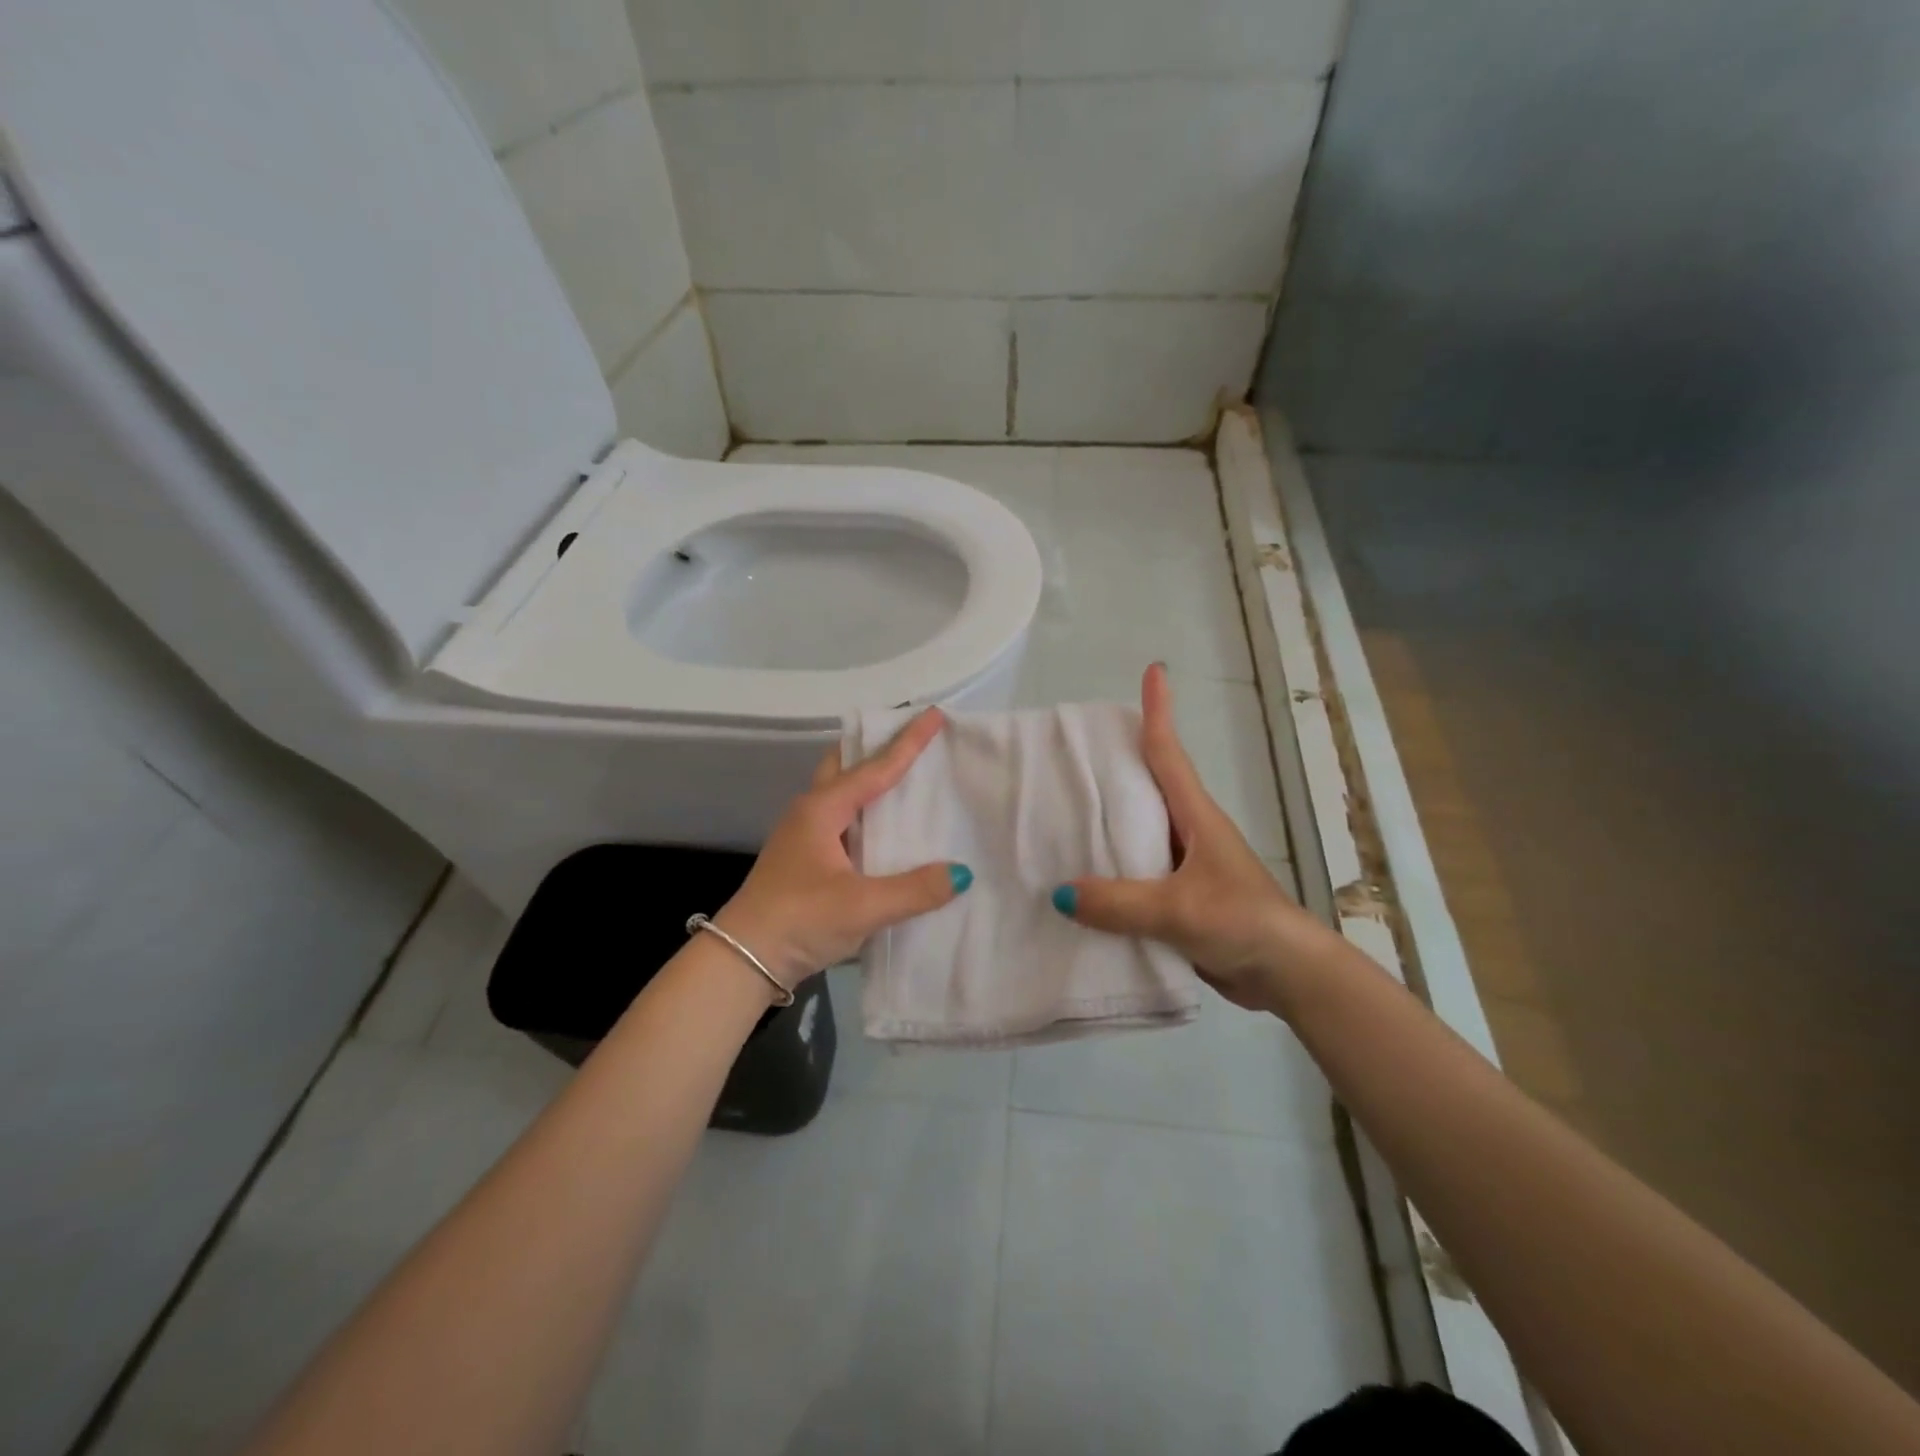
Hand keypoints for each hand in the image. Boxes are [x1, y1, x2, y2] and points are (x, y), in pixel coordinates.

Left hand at [716, 708, 971, 987]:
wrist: (742, 960)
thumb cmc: (799, 920)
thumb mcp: (862, 907)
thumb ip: (915, 890)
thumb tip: (961, 873)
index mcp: (823, 810)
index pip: (875, 768)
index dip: (907, 742)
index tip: (934, 714)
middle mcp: (811, 813)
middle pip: (845, 766)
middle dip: (876, 749)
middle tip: (913, 743)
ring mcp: (804, 836)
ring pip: (842, 794)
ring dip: (870, 782)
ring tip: (909, 782)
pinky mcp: (805, 860)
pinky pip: (843, 821)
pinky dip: (866, 814)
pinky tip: (887, 833)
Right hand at [1053, 664, 1329, 1013]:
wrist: (1286, 975)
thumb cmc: (1242, 922)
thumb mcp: (1178, 909)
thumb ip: (1119, 903)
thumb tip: (1059, 894)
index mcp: (1196, 817)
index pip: (1170, 754)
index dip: (1160, 711)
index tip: (1154, 671)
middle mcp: (1189, 832)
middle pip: (1147, 785)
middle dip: (1117, 762)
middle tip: (1072, 750)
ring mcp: (1184, 867)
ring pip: (1137, 832)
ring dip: (1108, 820)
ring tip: (1061, 812)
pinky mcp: (1179, 899)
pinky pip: (1135, 873)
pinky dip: (1109, 870)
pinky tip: (1079, 880)